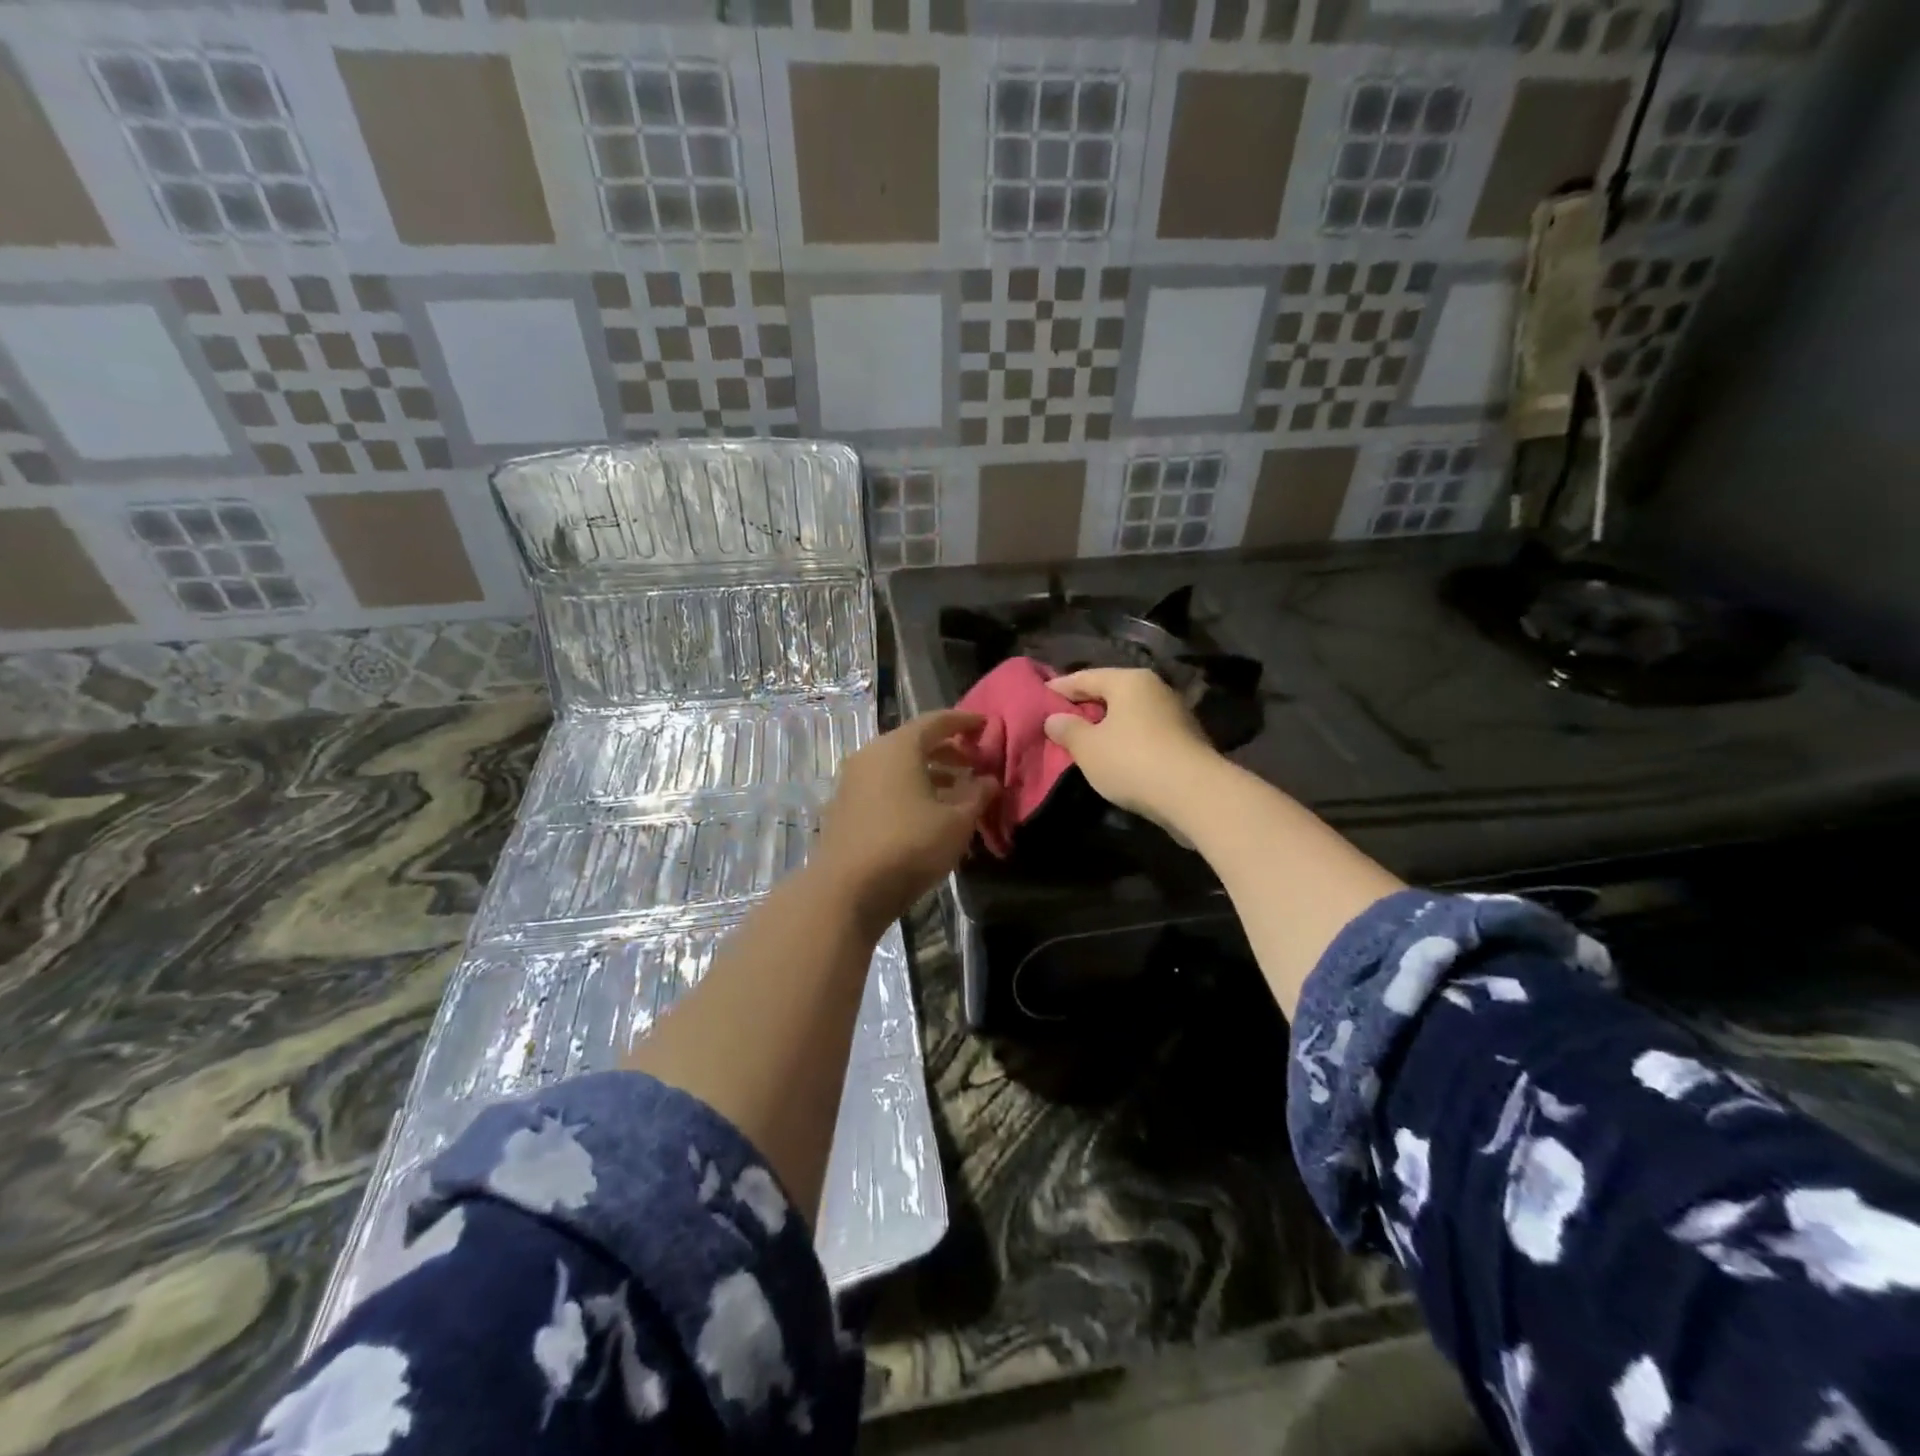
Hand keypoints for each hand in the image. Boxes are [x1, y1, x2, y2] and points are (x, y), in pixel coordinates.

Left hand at [813, 710, 992, 935]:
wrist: (847, 890)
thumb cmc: (909, 845)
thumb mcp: (956, 822)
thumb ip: (977, 795)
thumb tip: (989, 781)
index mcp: (898, 747)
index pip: (936, 721)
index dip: (964, 722)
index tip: (986, 725)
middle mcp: (871, 755)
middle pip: (915, 743)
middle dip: (948, 750)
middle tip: (975, 763)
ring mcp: (853, 782)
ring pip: (898, 767)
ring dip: (930, 773)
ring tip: (958, 791)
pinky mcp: (844, 807)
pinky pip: (884, 786)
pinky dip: (909, 790)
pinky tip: (928, 813)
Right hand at [1043, 668, 1217, 826]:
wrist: (1194, 794)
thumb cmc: (1132, 761)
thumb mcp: (1088, 747)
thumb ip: (1068, 729)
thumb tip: (1054, 719)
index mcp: (1129, 681)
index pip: (1085, 677)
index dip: (1060, 687)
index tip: (1040, 696)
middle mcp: (1155, 689)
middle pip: (1111, 693)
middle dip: (1085, 705)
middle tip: (1059, 718)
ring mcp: (1175, 714)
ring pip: (1129, 714)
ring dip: (1107, 725)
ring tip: (1084, 739)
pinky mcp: (1186, 740)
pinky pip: (1144, 733)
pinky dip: (1126, 739)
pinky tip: (1114, 755)